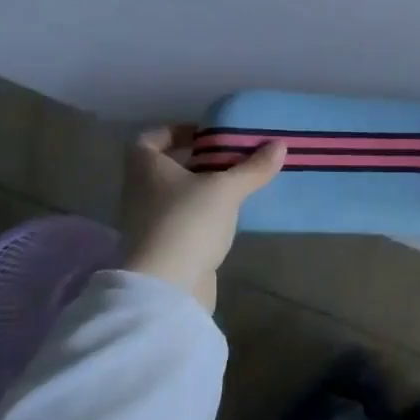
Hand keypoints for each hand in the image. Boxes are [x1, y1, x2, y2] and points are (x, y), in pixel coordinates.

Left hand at [119, 126, 286, 310]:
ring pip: (173, 197)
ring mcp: (146, 224)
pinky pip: (180, 223)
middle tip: (228, 159)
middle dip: (194, 162)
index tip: (203, 136)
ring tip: (234, 188)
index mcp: (145, 168)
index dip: (173, 132)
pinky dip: (200, 218)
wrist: (166, 287)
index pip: (148, 139)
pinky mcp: (160, 250)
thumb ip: (253, 168)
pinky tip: (227, 220)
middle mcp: (139, 192)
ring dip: (199, 191)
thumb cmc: (188, 222)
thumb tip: (279, 144)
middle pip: (163, 168)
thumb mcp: (226, 189)